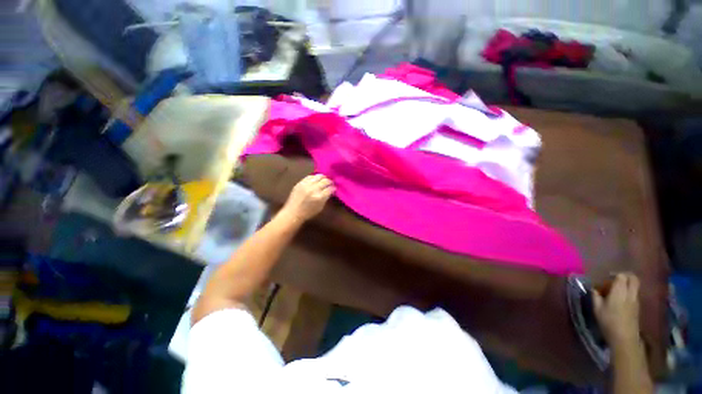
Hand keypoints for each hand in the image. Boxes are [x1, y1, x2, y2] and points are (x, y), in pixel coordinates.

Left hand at [281, 174, 334, 221]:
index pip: (330, 188)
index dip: (333, 188)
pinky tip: (315, 180)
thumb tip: (330, 190)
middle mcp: (314, 189)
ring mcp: (306, 185)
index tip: (334, 188)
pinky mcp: (300, 183)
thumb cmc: (308, 213)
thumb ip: (326, 198)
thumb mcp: (320, 207)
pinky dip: (314, 177)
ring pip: (318, 176)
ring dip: (323, 178)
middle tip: (330, 183)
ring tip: (324, 180)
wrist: (293, 212)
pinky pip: (310, 176)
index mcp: (320, 197)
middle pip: (325, 181)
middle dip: (329, 182)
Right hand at [592, 273, 641, 349]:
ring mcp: (636, 300)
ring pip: (635, 286)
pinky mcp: (637, 306)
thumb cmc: (608, 322)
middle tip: (614, 279)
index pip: (622, 276)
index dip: (615, 274)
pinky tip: (620, 299)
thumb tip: (594, 289)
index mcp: (619, 292)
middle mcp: (630, 294)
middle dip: (625, 276)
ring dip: (627, 284)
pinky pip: (634, 293)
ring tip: (616, 290)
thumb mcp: (597, 309)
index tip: (607, 278)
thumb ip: (596, 296)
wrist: (624, 338)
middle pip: (633, 278)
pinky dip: (629, 292)